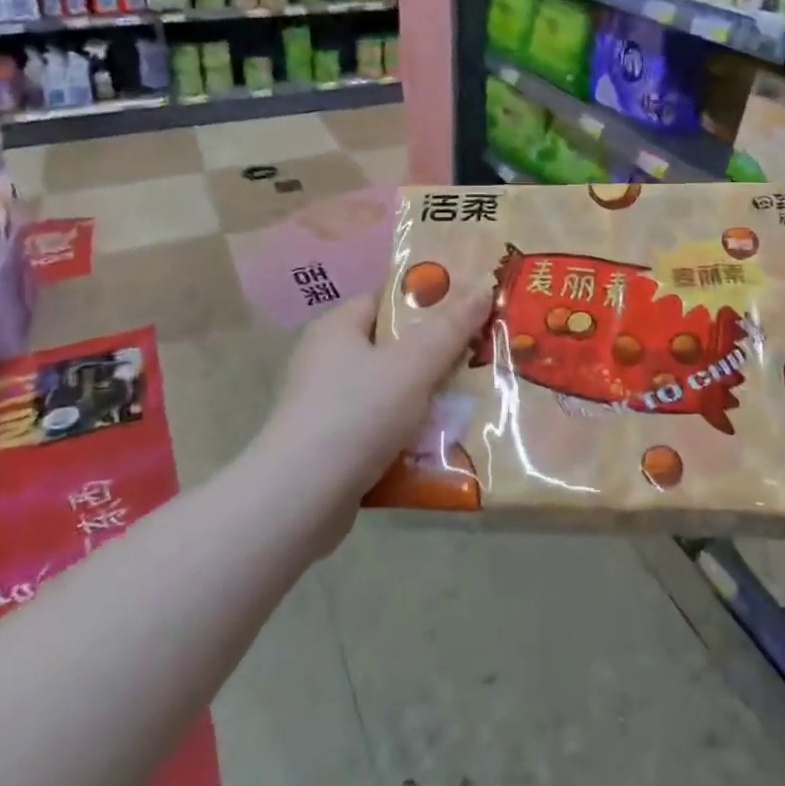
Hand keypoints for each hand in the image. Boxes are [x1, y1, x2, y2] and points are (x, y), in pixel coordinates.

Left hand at [256, 284, 492, 546]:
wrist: (299, 502)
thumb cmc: (356, 414)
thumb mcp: (413, 364)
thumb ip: (452, 327)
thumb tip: (486, 283)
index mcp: (338, 327)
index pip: (388, 300)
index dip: (430, 300)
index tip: (471, 309)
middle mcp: (327, 360)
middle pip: (394, 346)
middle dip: (437, 354)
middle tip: (482, 356)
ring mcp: (326, 406)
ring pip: (391, 391)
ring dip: (428, 399)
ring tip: (474, 402)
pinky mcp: (331, 448)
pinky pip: (381, 429)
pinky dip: (409, 435)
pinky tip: (443, 445)